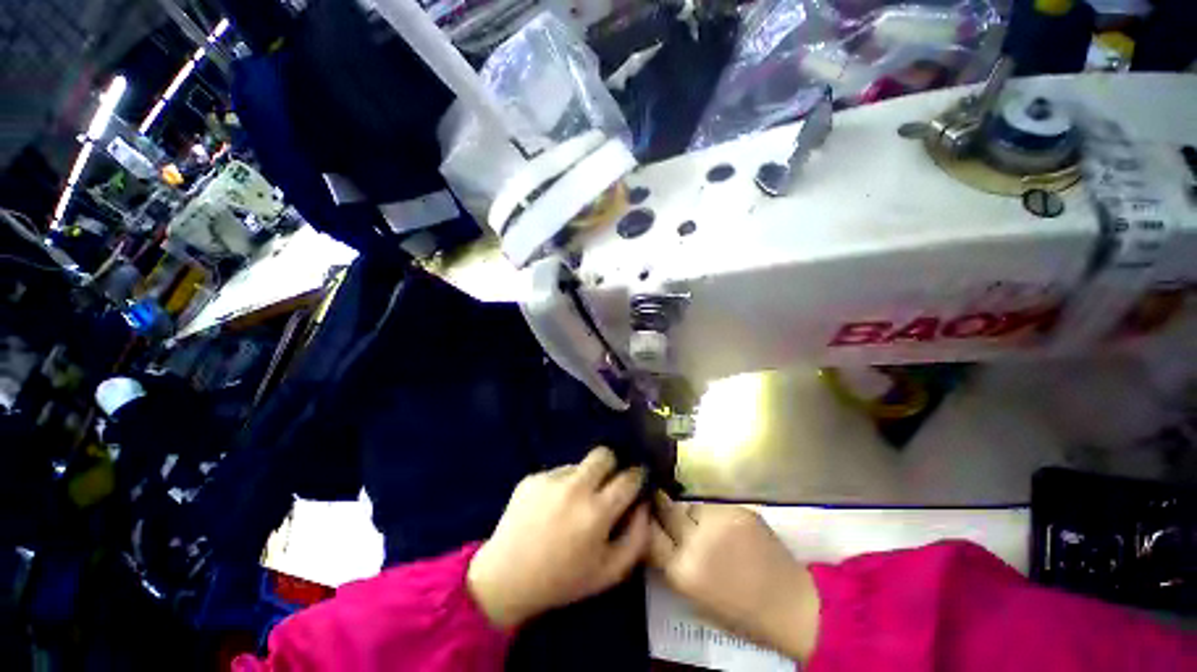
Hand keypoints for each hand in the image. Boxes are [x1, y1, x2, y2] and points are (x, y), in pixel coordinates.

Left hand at [467, 447, 649, 628]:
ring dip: (584, 478)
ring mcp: (551, 479)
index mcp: (596, 512)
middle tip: (606, 484)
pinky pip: (557, 472)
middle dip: (612, 465)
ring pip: (580, 464)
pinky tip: (551, 508)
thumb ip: (637, 537)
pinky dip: (561, 485)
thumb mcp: (609, 572)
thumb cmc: (563, 580)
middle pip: (604, 454)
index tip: (636, 479)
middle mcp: (575, 487)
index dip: (637, 475)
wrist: (506, 579)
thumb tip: (644, 504)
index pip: (628, 477)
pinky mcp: (532, 477)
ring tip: (572, 504)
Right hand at [648, 494, 820, 662]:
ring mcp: (719, 521)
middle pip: (666, 509)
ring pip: (690, 505)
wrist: (790, 604)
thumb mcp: (694, 595)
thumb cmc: (739, 611)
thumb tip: (655, 532)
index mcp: (683, 570)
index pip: (649, 533)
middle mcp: (697, 541)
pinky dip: (712, 514)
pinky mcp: (738, 510)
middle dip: (660, 504)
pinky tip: (724, 527)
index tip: (641, 512)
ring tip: (702, 525)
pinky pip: (713, 506)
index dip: (644, 521)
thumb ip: (672, 562)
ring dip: (690, 513)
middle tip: (657, 499)